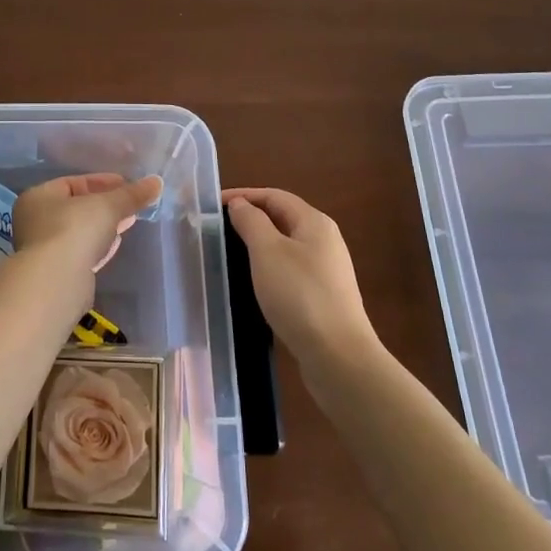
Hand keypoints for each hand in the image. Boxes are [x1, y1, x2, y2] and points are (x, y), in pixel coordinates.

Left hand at [12, 173, 163, 276]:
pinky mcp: (56, 273)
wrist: (56, 282)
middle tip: (131, 204)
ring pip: (80, 232)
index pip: (73, 183)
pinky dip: (97, 246)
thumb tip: (157, 182)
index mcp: (39, 197)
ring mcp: (44, 249)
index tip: (127, 184)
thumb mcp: (108, 206)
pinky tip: (114, 245)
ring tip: (128, 222)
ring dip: (103, 227)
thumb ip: (131, 195)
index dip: (102, 182)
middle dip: (106, 205)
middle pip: (77, 208)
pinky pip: (81, 253)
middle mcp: (36, 221)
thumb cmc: (74, 230)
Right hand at [222, 187, 376, 366]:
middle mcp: (324, 239)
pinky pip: (290, 268)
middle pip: (282, 217)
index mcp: (314, 222)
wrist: (338, 355)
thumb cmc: (299, 294)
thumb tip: (240, 204)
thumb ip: (251, 222)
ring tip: (231, 251)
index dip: (243, 195)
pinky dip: (269, 265)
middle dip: (251, 217)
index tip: (213, 205)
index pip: (274, 196)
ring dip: (259, 242)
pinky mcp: (323, 295)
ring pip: (286, 244)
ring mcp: (326, 269)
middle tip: (219, 227)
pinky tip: (255, 280)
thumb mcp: (267, 251)